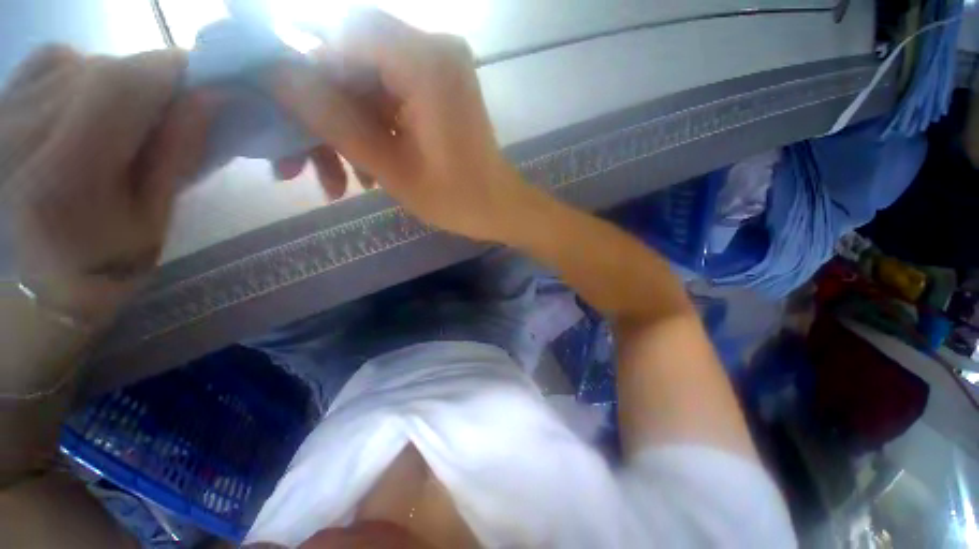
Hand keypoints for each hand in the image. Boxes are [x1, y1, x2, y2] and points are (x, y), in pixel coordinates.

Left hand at [0, 47, 213, 325]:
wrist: (30, 279)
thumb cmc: (99, 262)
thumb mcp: (153, 219)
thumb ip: (178, 155)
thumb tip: (210, 98)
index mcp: (67, 172)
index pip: (128, 83)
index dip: (177, 72)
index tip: (208, 87)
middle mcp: (24, 128)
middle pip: (109, 69)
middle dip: (152, 85)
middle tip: (168, 122)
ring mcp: (4, 110)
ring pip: (86, 61)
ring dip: (118, 85)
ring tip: (119, 126)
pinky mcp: (0, 102)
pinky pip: (54, 60)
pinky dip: (83, 73)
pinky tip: (84, 105)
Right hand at [274, 9, 533, 241]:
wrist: (499, 209)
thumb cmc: (457, 200)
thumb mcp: (392, 169)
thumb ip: (333, 120)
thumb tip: (273, 75)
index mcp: (425, 61)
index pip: (339, 39)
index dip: (304, 78)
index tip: (286, 124)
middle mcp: (432, 48)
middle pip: (350, 64)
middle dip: (323, 117)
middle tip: (299, 166)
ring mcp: (437, 69)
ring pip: (365, 86)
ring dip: (345, 133)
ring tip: (337, 183)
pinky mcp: (437, 90)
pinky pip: (388, 99)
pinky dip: (371, 132)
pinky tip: (365, 173)